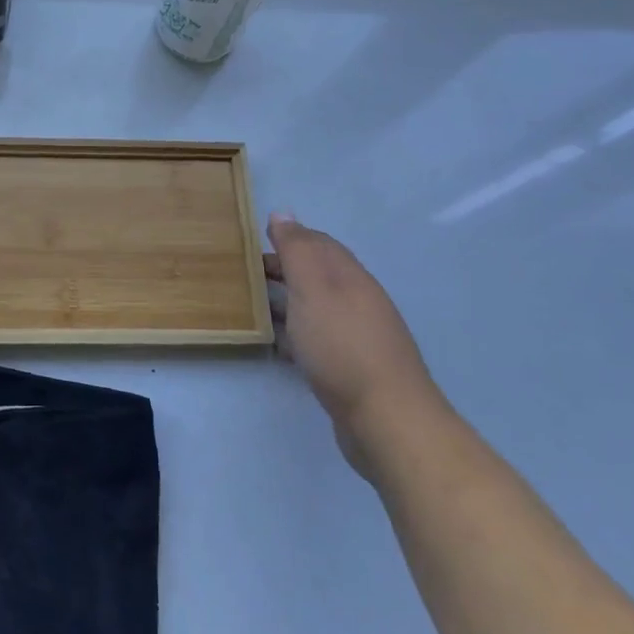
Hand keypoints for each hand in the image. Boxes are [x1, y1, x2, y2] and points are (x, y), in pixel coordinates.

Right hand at [266, 212, 447, 479]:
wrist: (386, 418)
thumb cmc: (342, 345)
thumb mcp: (312, 288)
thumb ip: (297, 250)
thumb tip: (283, 214)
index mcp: (350, 276)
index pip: (318, 243)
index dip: (289, 237)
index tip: (255, 241)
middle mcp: (358, 300)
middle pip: (318, 275)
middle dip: (284, 269)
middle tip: (247, 274)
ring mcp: (358, 336)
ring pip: (317, 307)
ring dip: (288, 302)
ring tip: (254, 305)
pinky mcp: (352, 368)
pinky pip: (319, 339)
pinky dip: (296, 334)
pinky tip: (278, 346)